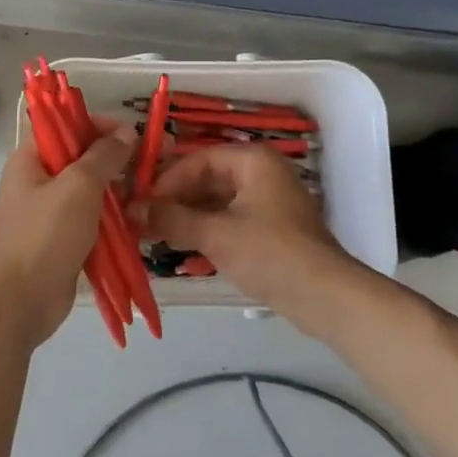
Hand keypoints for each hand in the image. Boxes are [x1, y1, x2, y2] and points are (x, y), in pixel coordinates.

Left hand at [0, 123, 135, 347]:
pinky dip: (114, 221)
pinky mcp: (63, 242)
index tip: (139, 135)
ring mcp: (51, 214)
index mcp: (32, 159)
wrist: (19, 302)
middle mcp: (39, 181)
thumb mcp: (79, 185)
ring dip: (120, 194)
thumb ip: (105, 155)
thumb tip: (126, 132)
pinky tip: (139, 222)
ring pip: (93, 193)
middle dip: (119, 162)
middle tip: (154, 165)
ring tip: (151, 195)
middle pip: (85, 160)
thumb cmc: (45, 233)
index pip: (70, 127)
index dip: (105, 127)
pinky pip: (93, 222)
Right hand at [142, 145, 360, 329]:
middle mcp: (262, 172)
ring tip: (157, 236)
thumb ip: (172, 219)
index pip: (198, 160)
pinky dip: (207, 231)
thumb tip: (133, 210)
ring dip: (188, 218)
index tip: (140, 203)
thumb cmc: (269, 253)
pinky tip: (184, 248)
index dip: (167, 181)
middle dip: (176, 200)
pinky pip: (230, 220)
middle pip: (208, 179)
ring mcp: (268, 201)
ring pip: (217, 201)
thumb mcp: (215, 234)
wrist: (324, 296)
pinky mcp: (271, 228)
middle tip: (144, 221)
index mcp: (253, 160)